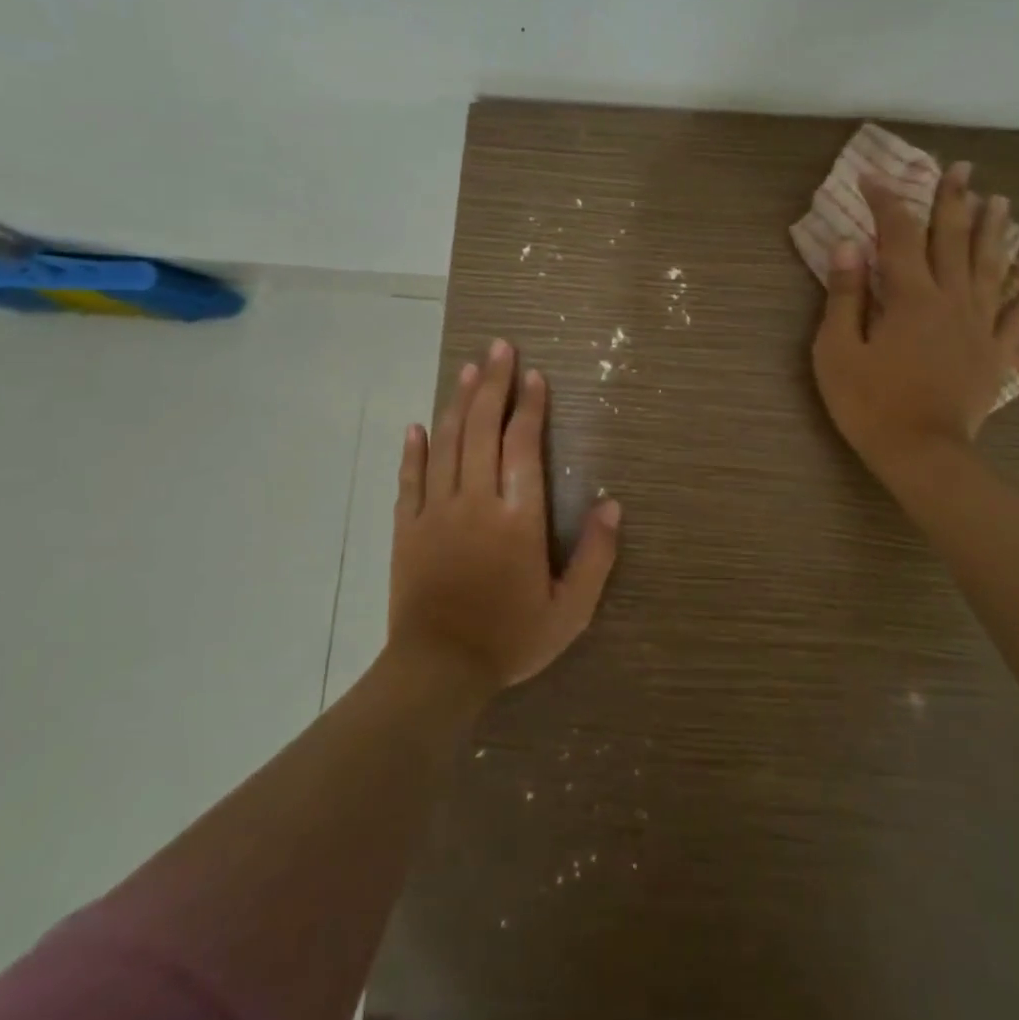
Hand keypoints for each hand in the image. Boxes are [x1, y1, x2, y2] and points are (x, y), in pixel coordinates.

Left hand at [390, 338, 622, 691]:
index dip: (529, 407)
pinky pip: (410, 479)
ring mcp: (435, 512)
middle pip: (482, 430)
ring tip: (470, 369)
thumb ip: (596, 556)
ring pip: (447, 444)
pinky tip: (417, 424)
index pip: (522, 446)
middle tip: (499, 348)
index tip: (534, 375)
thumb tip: (612, 504)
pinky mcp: (406, 529)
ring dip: (458, 403)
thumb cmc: (510, 639)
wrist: (437, 671)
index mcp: (517, 518)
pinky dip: (414, 450)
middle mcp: (475, 502)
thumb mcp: (571, 610)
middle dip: (493, 385)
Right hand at [812, 166, 1018, 481]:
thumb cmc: (870, 403)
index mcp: (910, 297)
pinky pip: (1016, 320)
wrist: (922, 454)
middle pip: (954, 241)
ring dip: (995, 233)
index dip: (886, 202)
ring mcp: (979, 327)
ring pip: (991, 269)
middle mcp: (951, 300)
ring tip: (1002, 203)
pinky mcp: (994, 355)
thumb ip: (845, 296)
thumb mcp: (837, 351)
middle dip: (955, 201)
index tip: (873, 176)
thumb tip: (848, 246)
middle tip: (963, 168)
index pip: (898, 235)